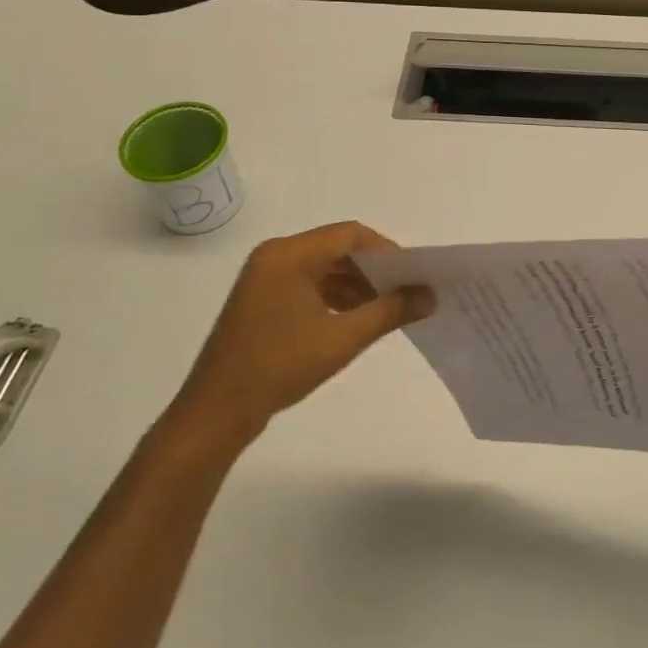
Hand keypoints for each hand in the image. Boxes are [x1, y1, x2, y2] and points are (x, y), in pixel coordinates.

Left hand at [162, 222, 433, 459]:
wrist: (217, 412)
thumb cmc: (279, 366)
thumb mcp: (342, 338)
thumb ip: (390, 311)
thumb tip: (430, 296)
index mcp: (290, 254)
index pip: (350, 235)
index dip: (387, 251)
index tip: (413, 275)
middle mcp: (275, 256)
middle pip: (337, 248)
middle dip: (374, 269)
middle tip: (406, 292)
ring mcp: (265, 277)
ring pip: (323, 267)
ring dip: (356, 284)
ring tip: (387, 309)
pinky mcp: (262, 299)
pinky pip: (307, 283)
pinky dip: (334, 296)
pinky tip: (356, 318)